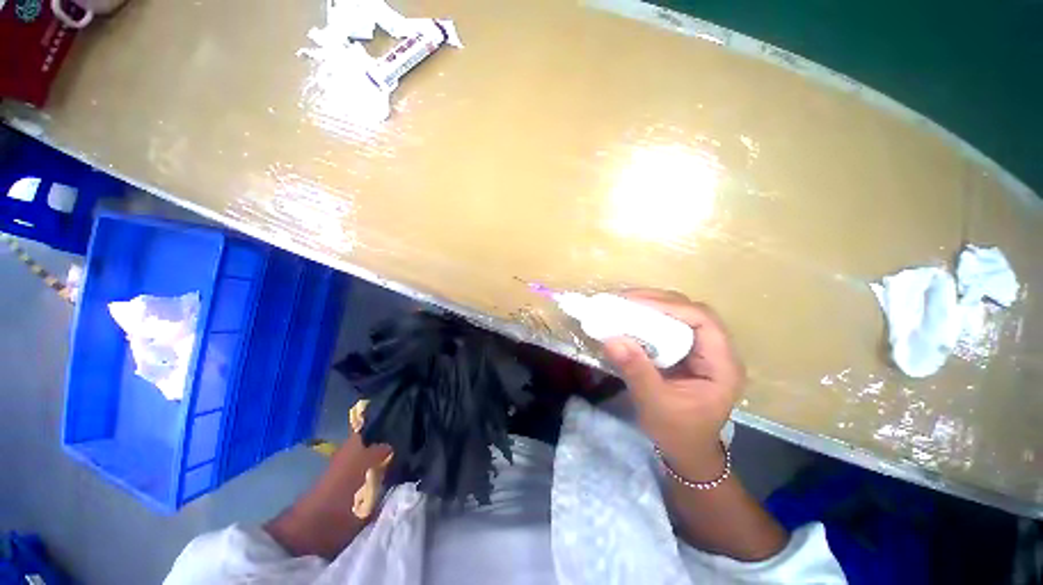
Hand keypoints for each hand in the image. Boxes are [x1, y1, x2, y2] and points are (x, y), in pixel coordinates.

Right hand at [603, 290, 743, 481]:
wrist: (686, 451)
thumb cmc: (678, 433)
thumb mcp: (655, 404)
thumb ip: (636, 371)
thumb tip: (611, 339)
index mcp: (721, 365)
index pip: (702, 320)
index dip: (669, 307)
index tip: (635, 303)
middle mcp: (716, 351)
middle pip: (691, 312)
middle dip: (657, 302)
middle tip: (624, 300)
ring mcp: (702, 350)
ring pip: (680, 315)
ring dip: (652, 307)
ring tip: (624, 305)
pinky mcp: (687, 352)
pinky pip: (670, 326)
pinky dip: (649, 319)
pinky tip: (631, 319)